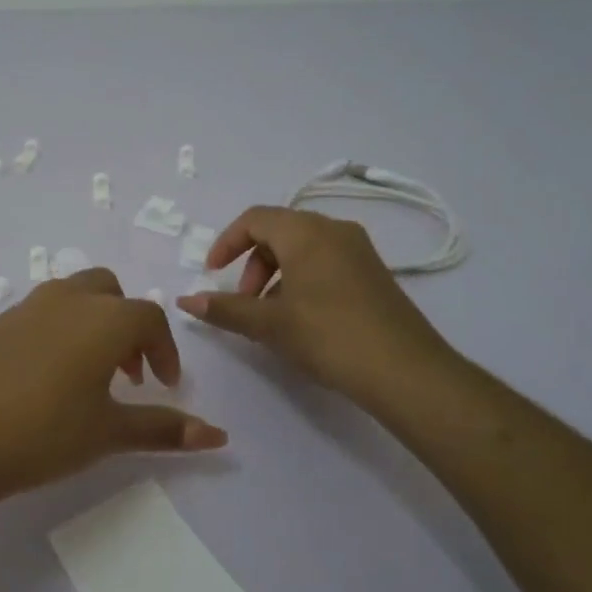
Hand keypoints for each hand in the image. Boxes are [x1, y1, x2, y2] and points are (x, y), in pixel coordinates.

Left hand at [0, 268, 227, 493]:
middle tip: (125, 372)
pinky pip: (31, 319)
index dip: (163, 350)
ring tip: (83, 376)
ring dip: (87, 325)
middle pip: (108, 291)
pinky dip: (48, 337)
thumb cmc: (44, 433)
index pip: (149, 318)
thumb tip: (219, 436)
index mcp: (102, 318)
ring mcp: (20, 308)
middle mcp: (64, 300)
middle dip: (125, 324)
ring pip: (67, 297)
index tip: (163, 384)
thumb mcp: (109, 433)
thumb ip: (164, 429)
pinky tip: (34, 382)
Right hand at [176, 205, 462, 414]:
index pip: (254, 219)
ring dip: (275, 274)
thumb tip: (186, 301)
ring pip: (302, 248)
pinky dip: (301, 280)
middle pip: (278, 231)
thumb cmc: (329, 336)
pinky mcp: (373, 273)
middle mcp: (334, 230)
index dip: (226, 243)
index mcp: (306, 232)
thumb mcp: (269, 324)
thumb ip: (225, 309)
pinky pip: (325, 262)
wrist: (406, 372)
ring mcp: (359, 250)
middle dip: (251, 263)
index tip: (212, 273)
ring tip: (270, 316)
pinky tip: (301, 319)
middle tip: (244, 302)